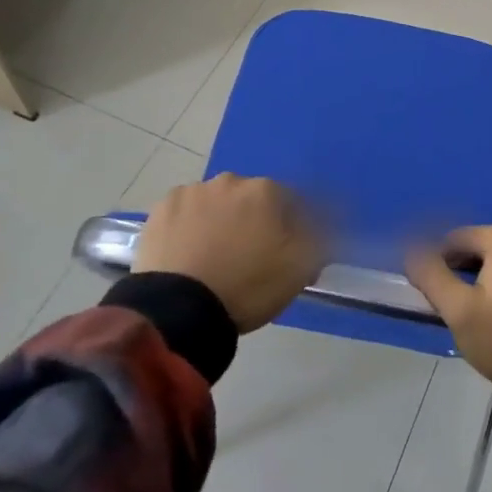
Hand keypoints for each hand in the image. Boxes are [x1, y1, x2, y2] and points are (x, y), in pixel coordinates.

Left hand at [134, 175, 320, 332]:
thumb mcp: (300, 268)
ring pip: (216, 204)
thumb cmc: (248, 286)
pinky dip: (189, 227)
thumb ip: (321, 238)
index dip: (291, 228)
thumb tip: (330, 220)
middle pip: (250, 199)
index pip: (290, 202)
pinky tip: (187, 255)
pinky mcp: (161, 210)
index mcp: (266, 191)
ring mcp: (192, 193)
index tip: (285, 253)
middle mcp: (230, 181)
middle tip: (248, 257)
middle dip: (253, 221)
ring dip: (220, 221)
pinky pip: (185, 214)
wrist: (179, 309)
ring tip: (213, 259)